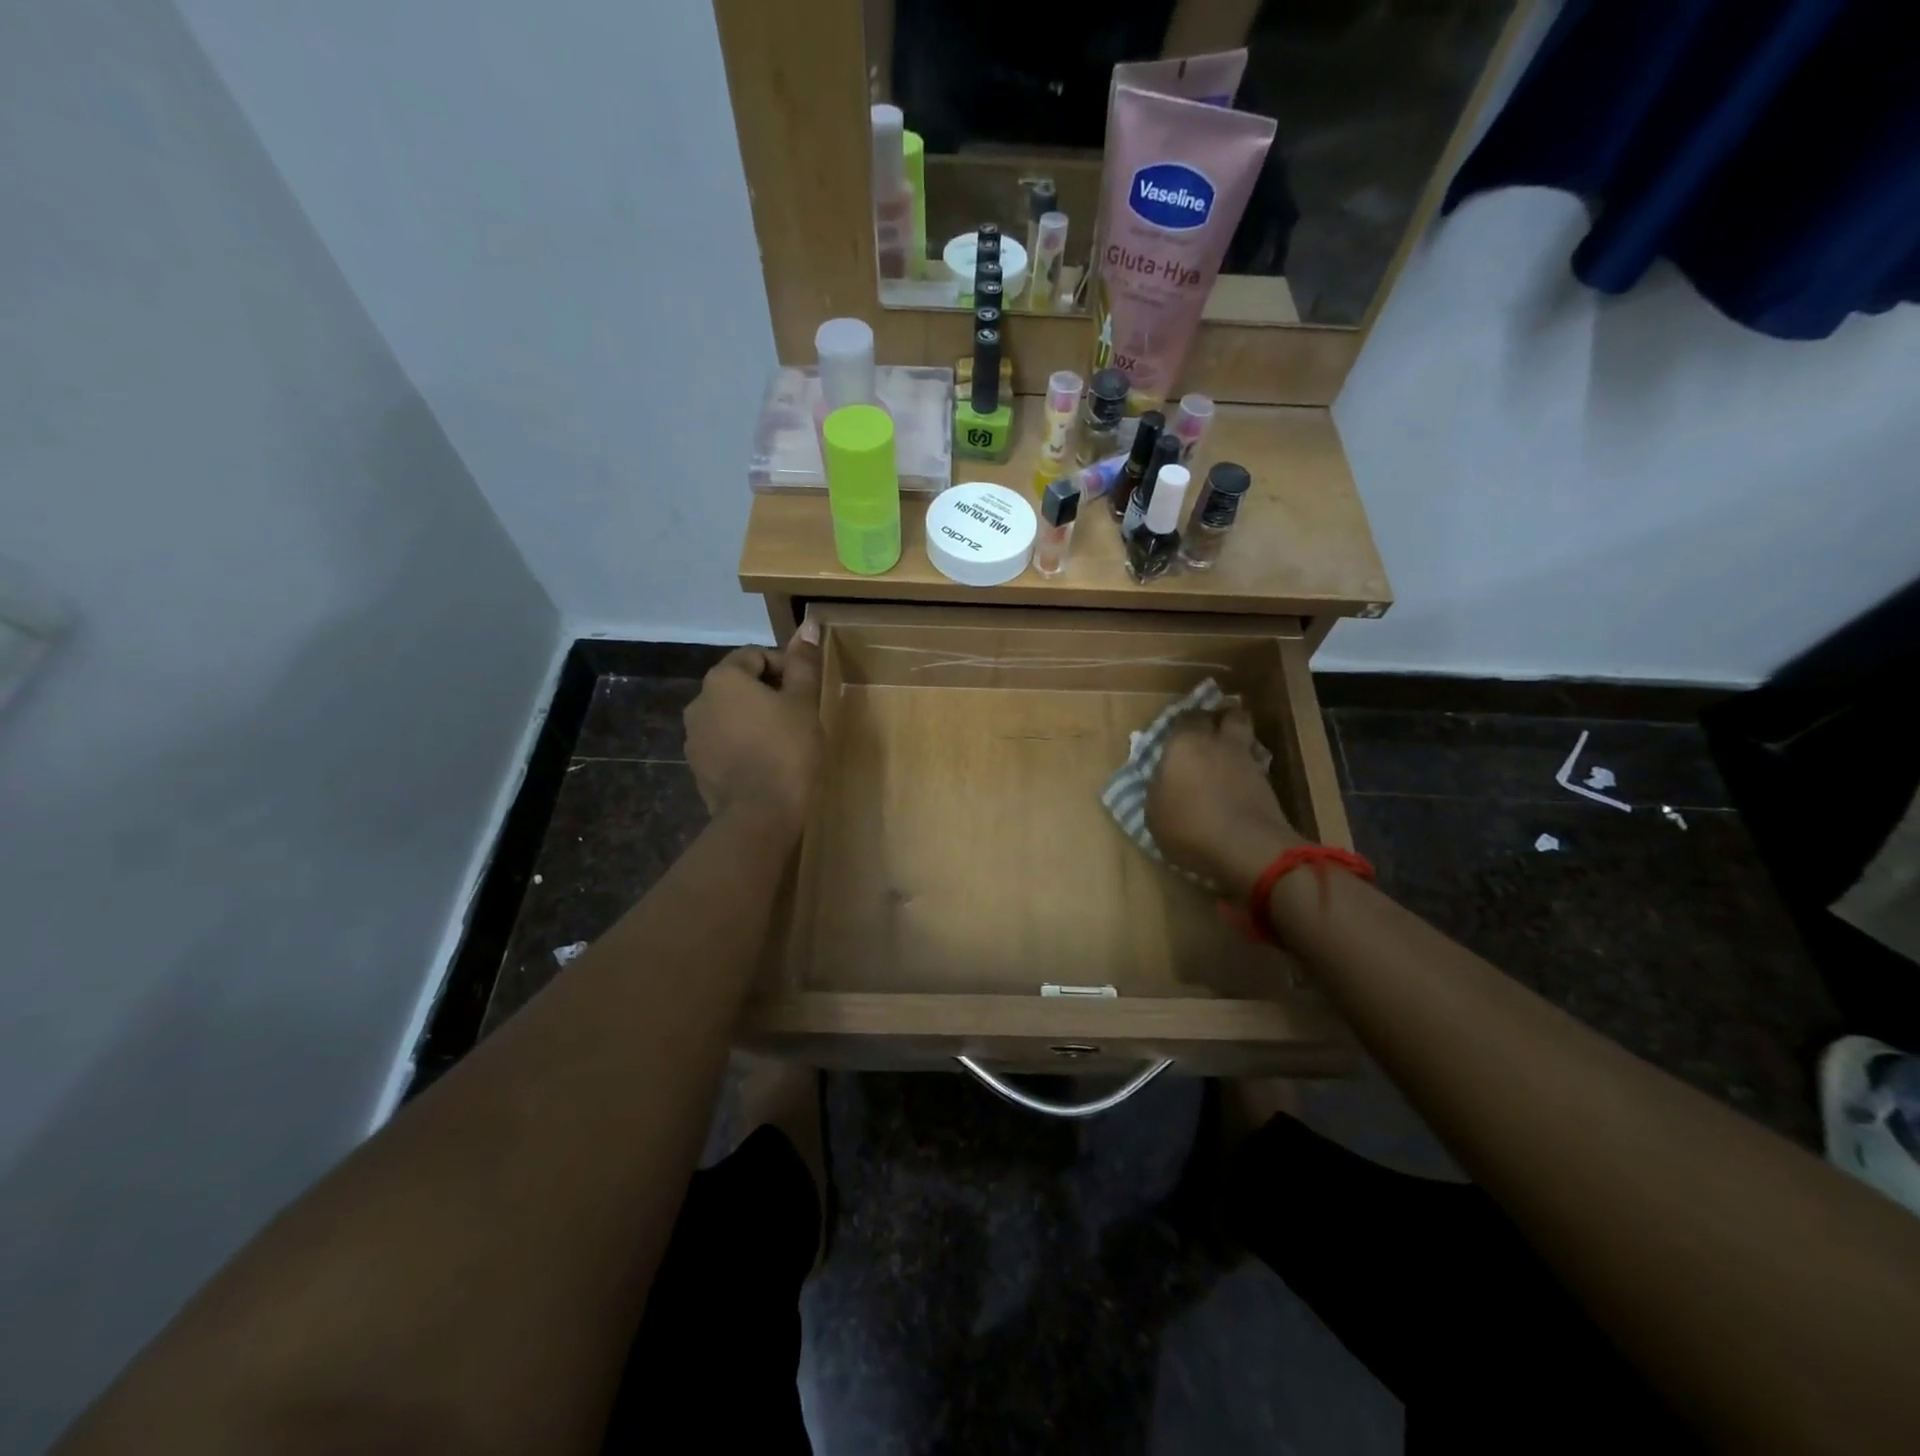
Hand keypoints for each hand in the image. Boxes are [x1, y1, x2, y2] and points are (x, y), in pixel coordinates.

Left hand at [683, 622, 823, 833]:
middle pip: (739, 684)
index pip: (756, 655)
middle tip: (799, 715)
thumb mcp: (803, 703)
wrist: (760, 814)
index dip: (786, 667)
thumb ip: (803, 663)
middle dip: (768, 693)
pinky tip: (765, 763)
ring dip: (754, 719)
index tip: (807, 690)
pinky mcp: (697, 766)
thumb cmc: (787, 750)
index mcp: (724, 678)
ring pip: (730, 715)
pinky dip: (742, 744)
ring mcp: (694, 736)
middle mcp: (699, 701)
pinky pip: (723, 742)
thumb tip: (808, 625)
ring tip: (783, 740)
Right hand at [1146, 708, 1304, 896]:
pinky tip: (1240, 778)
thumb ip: (1159, 787)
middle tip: (1210, 728)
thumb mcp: (1154, 813)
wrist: (1247, 848)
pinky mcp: (1268, 781)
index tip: (1178, 731)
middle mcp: (1217, 742)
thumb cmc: (1189, 827)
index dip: (1183, 722)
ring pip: (1246, 734)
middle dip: (1219, 717)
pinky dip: (1249, 764)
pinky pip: (1256, 761)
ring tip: (1227, 751)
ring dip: (1238, 736)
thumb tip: (1165, 779)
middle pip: (1226, 714)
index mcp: (1184, 743)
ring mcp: (1247, 759)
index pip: (1185, 716)